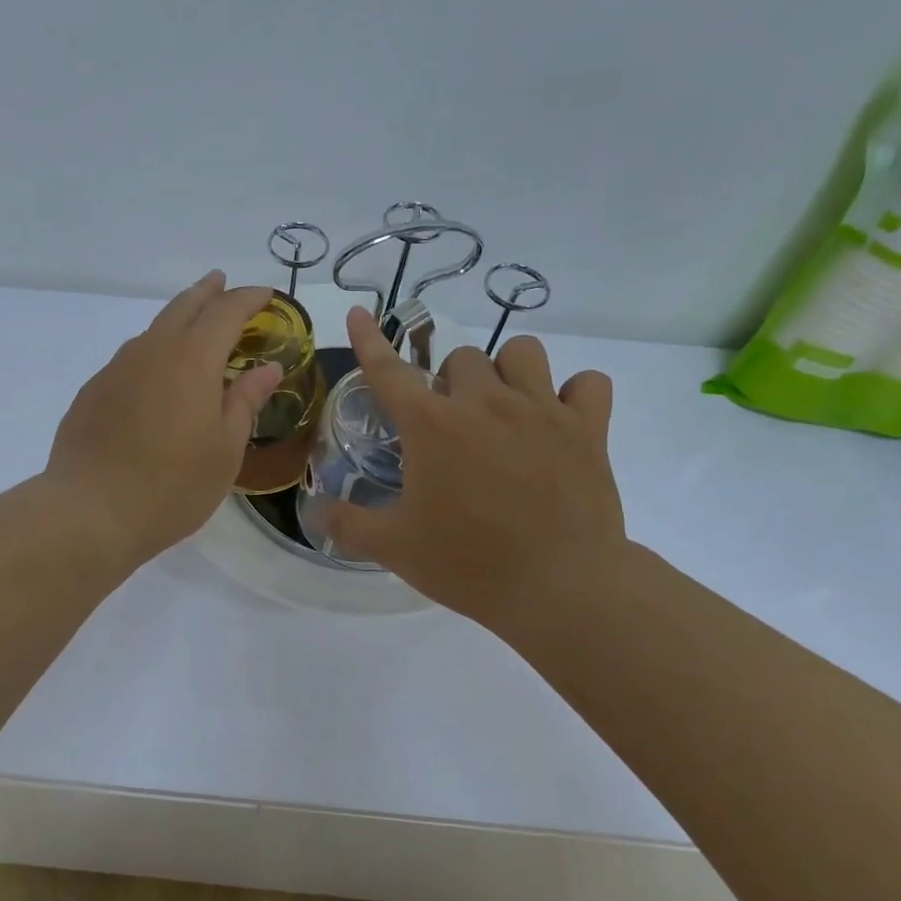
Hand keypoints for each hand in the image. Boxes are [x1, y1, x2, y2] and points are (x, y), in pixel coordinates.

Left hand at [46, 273, 282, 568]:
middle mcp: (151, 351)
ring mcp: (116, 369)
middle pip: (183, 306)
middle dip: (207, 292)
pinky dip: (153, 353)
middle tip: (222, 283)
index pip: (225, 312)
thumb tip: (267, 367)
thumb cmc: (172, 485)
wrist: (90, 511)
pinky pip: (131, 359)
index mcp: (192, 359)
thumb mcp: (225, 448)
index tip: (266, 296)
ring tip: (193, 328)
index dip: (248, 299)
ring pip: (153, 330)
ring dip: (177, 320)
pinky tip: (156, 378)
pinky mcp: (93, 391)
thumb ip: (246, 401)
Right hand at [325, 308, 628, 634]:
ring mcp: (540, 410)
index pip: (389, 369)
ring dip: (507, 371)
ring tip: (504, 407)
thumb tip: (313, 511)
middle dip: (449, 382)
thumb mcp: (394, 547)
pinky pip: (588, 382)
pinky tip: (561, 419)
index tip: (360, 313)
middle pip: (460, 358)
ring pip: (521, 351)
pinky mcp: (587, 428)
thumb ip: (347, 523)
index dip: (370, 339)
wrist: (560, 588)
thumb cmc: (468, 563)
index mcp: (431, 425)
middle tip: (451, 423)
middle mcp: (483, 402)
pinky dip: (574, 393)